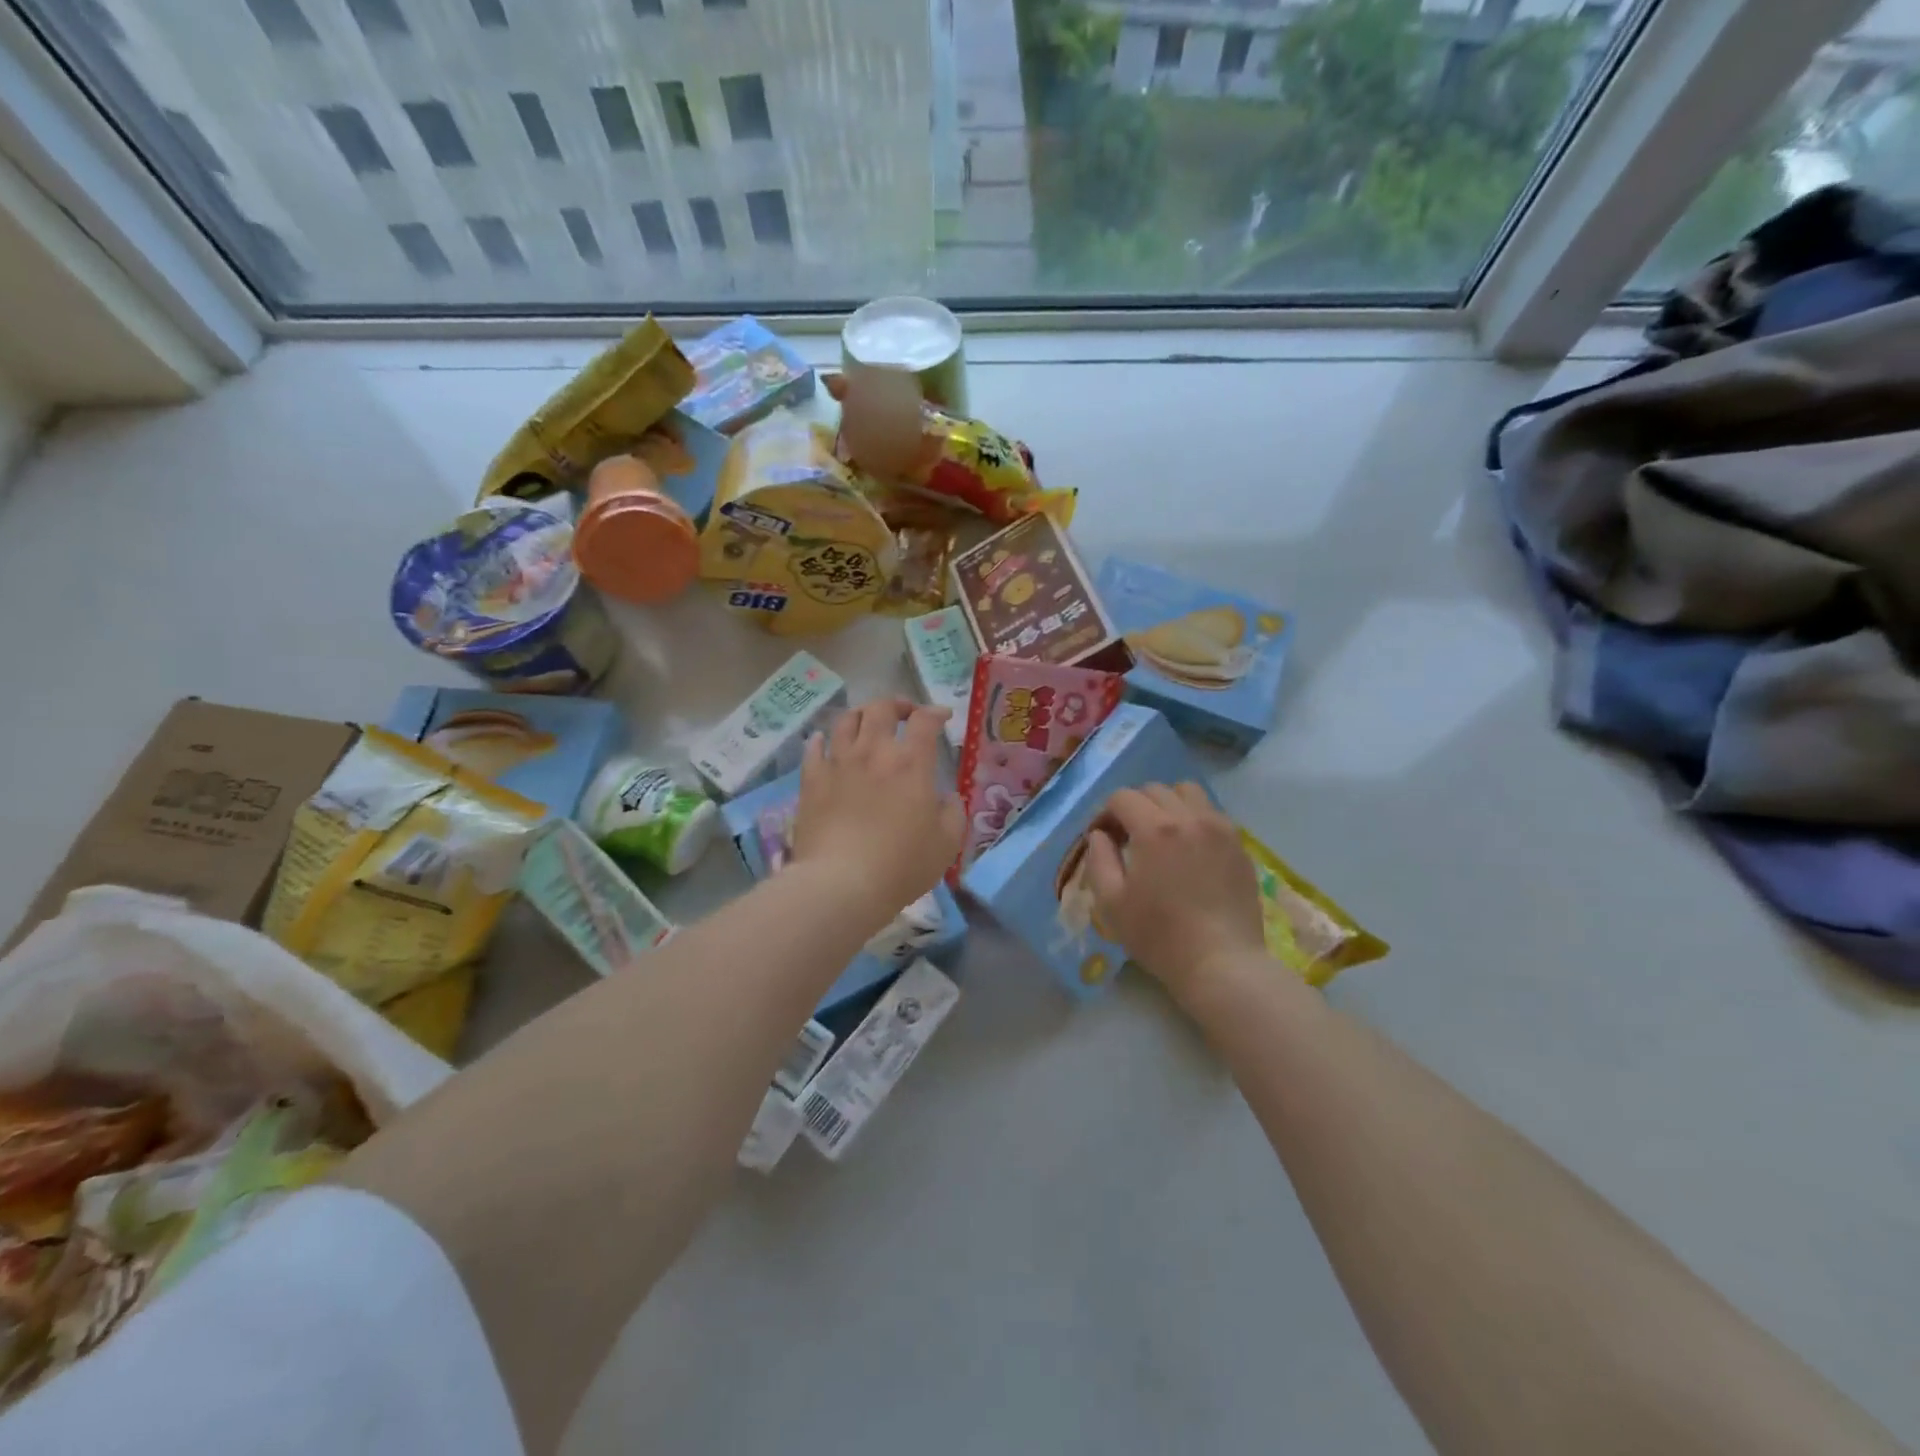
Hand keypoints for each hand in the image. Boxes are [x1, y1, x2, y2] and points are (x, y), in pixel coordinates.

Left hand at [792, 699, 964, 929]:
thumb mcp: (947, 844)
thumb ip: (953, 813)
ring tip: (867, 723)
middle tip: (905, 714)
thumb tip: (948, 797)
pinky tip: (825, 743)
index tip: (942, 717)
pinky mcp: (811, 780)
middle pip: (881, 709)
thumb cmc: (901, 865)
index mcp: (911, 763)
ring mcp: (838, 763)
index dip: (935, 712)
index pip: (924, 721)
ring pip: (846, 720)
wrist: (841, 884)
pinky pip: (814, 748)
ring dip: (861, 715)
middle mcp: (874, 752)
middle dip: (897, 704)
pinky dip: (822, 740)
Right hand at [1086, 784, 1267, 1002]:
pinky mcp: (1239, 845)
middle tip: (1129, 838)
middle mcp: (1189, 817)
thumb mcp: (1111, 902)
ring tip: (1163, 835)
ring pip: (1188, 792)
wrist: (1221, 963)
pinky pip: (1212, 813)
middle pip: (1154, 789)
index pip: (1122, 797)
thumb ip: (1099, 859)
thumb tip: (1099, 835)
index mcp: (1155, 829)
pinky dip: (1194, 818)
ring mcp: (1220, 828)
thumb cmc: (1159, 935)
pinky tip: (1190, 849)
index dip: (1105, 814)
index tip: (1103, 838)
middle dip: (1134, 806)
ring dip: (1168, 804)